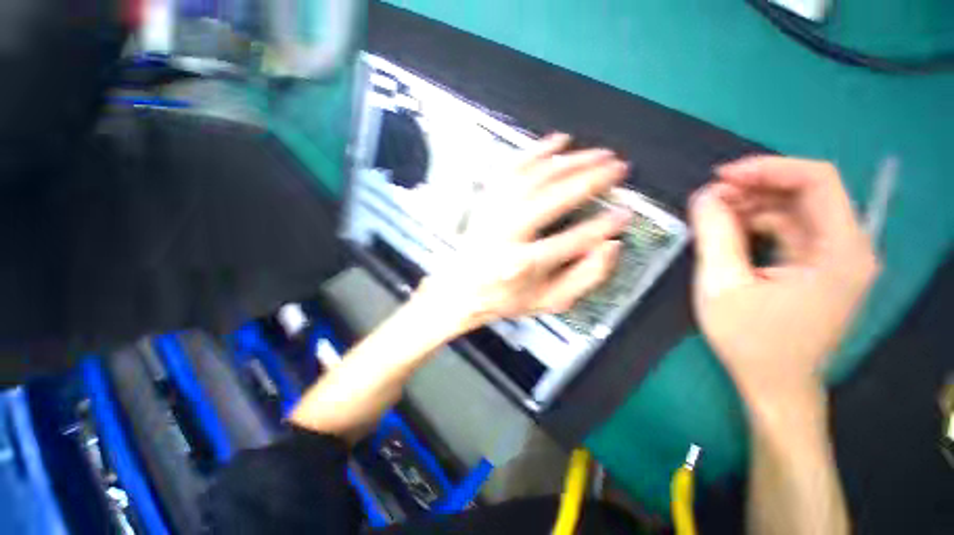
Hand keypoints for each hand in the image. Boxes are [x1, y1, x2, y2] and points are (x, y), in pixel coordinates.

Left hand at [419, 133, 631, 334]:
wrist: (463, 289)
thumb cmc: (506, 297)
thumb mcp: (549, 300)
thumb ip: (584, 278)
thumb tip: (610, 245)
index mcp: (521, 265)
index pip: (571, 241)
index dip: (602, 226)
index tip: (624, 215)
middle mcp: (505, 235)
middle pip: (550, 199)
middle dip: (588, 180)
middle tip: (617, 168)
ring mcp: (492, 215)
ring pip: (532, 178)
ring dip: (568, 161)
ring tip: (596, 154)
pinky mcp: (486, 202)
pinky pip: (511, 169)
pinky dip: (535, 152)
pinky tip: (556, 142)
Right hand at [689, 156, 878, 405]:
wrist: (774, 386)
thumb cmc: (750, 342)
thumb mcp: (722, 286)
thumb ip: (714, 235)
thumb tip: (704, 195)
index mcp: (841, 252)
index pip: (817, 181)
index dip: (768, 168)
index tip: (722, 177)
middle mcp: (849, 248)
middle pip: (807, 193)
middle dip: (756, 187)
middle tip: (710, 197)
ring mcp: (836, 259)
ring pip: (796, 211)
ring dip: (754, 206)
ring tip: (713, 214)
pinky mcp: (820, 268)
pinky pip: (791, 231)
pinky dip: (758, 225)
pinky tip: (729, 232)